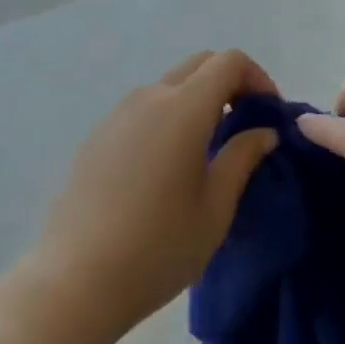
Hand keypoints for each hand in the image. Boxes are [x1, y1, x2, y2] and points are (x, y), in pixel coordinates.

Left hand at [31, 50, 279, 339]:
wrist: (75, 281)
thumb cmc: (157, 248)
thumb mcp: (215, 209)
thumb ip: (243, 158)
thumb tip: (264, 131)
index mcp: (184, 108)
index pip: (229, 62)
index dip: (257, 77)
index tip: (269, 114)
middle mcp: (151, 96)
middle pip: (200, 64)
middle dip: (230, 82)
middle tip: (244, 124)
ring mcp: (119, 112)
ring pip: (170, 84)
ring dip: (198, 99)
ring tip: (207, 148)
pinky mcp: (98, 134)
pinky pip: (144, 108)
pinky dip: (168, 116)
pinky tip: (166, 166)